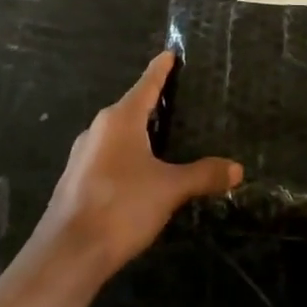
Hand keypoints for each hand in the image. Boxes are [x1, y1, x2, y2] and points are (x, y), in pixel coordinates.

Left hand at [34, 52, 242, 278]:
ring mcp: (82, 155)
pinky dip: (125, 156)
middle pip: (129, 108)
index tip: (169, 54)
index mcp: (120, 120)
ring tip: (161, 138)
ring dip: (137, 133)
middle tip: (176, 99)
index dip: (160, 70)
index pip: (146, 85)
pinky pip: (106, 156)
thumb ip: (203, 175)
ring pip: (116, 134)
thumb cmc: (121, 206)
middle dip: (151, 103)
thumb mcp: (170, 189)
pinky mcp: (75, 180)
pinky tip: (138, 174)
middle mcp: (98, 129)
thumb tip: (237, 168)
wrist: (68, 252)